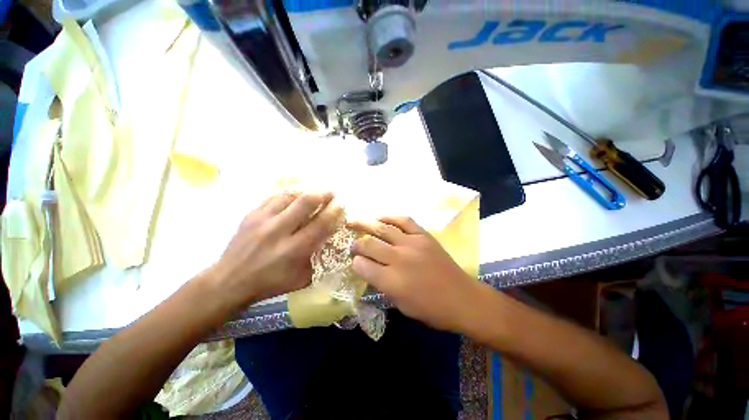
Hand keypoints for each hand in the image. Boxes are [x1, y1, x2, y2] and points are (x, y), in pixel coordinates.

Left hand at [210, 192, 342, 307]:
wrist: (229, 282)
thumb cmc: (270, 283)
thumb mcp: (302, 278)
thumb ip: (319, 258)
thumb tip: (331, 239)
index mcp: (293, 250)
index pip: (320, 223)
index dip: (334, 211)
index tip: (341, 204)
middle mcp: (279, 231)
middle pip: (306, 202)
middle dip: (323, 193)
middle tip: (332, 193)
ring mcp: (262, 220)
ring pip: (289, 195)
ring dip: (306, 192)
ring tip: (314, 194)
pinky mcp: (251, 214)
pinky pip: (274, 197)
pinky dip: (288, 195)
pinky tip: (294, 197)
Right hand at [349, 217, 481, 332]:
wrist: (462, 299)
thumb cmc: (431, 309)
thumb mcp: (401, 305)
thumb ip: (382, 286)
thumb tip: (369, 270)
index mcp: (391, 281)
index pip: (362, 266)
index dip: (356, 263)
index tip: (355, 261)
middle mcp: (398, 259)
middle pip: (369, 245)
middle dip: (356, 244)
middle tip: (352, 244)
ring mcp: (412, 244)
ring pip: (382, 229)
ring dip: (365, 224)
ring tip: (353, 221)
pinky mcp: (423, 235)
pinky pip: (403, 220)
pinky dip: (389, 217)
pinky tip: (380, 218)